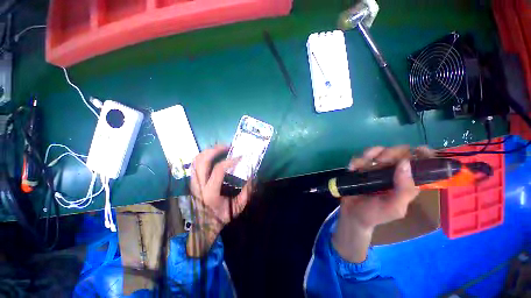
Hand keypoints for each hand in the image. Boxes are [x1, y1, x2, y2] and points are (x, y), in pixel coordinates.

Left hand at [187, 145, 251, 256]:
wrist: (203, 226)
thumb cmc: (221, 217)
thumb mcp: (238, 207)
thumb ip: (247, 192)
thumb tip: (252, 175)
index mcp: (210, 193)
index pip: (219, 170)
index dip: (230, 160)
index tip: (240, 157)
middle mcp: (199, 185)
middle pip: (202, 160)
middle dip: (216, 149)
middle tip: (228, 146)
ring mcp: (193, 182)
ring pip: (196, 160)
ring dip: (209, 151)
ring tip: (221, 148)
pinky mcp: (192, 181)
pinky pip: (195, 164)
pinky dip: (204, 156)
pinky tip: (214, 155)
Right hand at [332, 146, 429, 262]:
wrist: (352, 214)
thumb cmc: (375, 214)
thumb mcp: (394, 207)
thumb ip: (404, 189)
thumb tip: (405, 163)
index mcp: (409, 183)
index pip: (423, 164)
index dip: (426, 155)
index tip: (419, 150)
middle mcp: (395, 172)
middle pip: (400, 152)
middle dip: (390, 153)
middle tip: (379, 162)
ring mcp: (378, 168)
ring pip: (380, 150)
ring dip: (370, 154)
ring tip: (360, 166)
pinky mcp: (363, 167)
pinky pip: (362, 156)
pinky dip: (356, 160)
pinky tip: (352, 168)